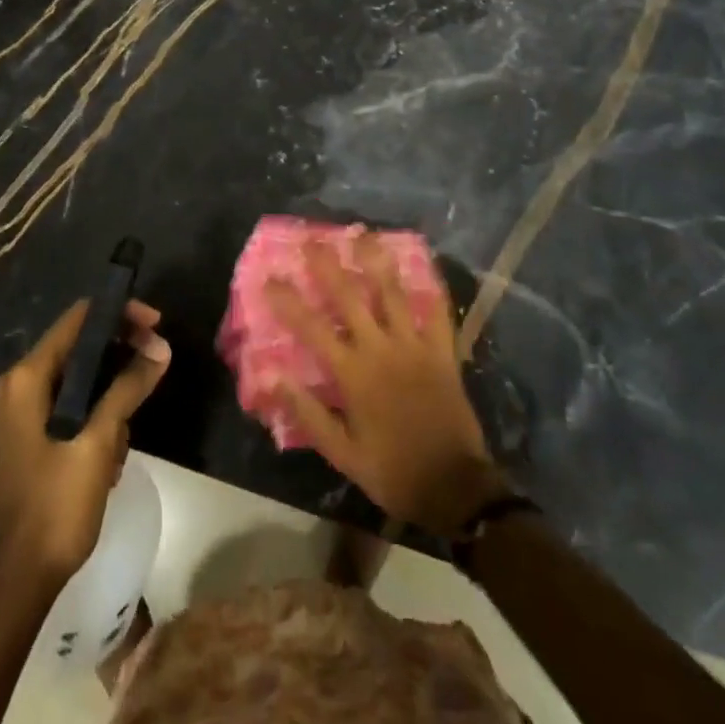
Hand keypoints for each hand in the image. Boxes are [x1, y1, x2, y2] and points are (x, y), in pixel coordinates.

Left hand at [0, 299, 170, 587]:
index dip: (119, 314)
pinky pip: (73, 408)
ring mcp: (23, 412)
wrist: (15, 584)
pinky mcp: (32, 437)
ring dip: (110, 399)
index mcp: (27, 378)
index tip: (156, 325)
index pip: (79, 319)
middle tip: (156, 367)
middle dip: (120, 358)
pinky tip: (109, 458)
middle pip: (80, 347)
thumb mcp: (97, 443)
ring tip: (121, 441)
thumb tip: (161, 347)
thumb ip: (127, 388)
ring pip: (81, 381)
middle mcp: (20, 385)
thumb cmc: (54, 508)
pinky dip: (96, 420)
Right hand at [266, 237, 510, 534]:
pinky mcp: (443, 352)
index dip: (288, 301)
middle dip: (328, 266)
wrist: (454, 487)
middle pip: (350, 297)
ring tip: (364, 236)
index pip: (312, 328)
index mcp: (353, 373)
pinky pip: (438, 313)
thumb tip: (272, 377)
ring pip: (393, 293)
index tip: (270, 278)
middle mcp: (381, 349)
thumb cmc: (392, 470)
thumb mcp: (342, 452)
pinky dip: (432, 289)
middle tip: (313, 240)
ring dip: (376, 262)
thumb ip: (307, 412)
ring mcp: (415, 346)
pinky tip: (425, 266)